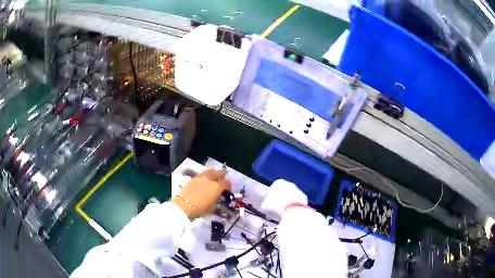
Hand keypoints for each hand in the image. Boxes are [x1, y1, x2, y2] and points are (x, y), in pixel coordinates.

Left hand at [171, 169, 230, 218]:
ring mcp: (201, 177)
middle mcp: (210, 179)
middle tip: (225, 174)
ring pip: (209, 171)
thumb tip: (218, 197)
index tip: (228, 189)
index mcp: (217, 187)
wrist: (184, 205)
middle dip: (222, 174)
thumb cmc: (200, 209)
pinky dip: (205, 176)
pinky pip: (201, 175)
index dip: (229, 185)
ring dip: (213, 173)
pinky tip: (205, 180)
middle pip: (218, 173)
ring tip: (214, 174)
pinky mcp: (193, 178)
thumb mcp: (213, 207)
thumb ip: (217, 200)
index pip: (226, 183)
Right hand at [261, 179, 307, 216]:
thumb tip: (265, 205)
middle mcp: (289, 183)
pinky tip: (291, 210)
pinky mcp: (304, 197)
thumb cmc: (277, 205)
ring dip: (288, 200)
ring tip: (284, 209)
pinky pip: (297, 200)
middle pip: (283, 190)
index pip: (273, 187)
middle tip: (277, 205)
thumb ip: (265, 203)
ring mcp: (298, 189)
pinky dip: (295, 204)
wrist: (293, 209)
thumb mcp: (266, 205)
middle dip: (281, 196)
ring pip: (291, 194)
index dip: (271, 194)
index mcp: (279, 182)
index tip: (269, 201)